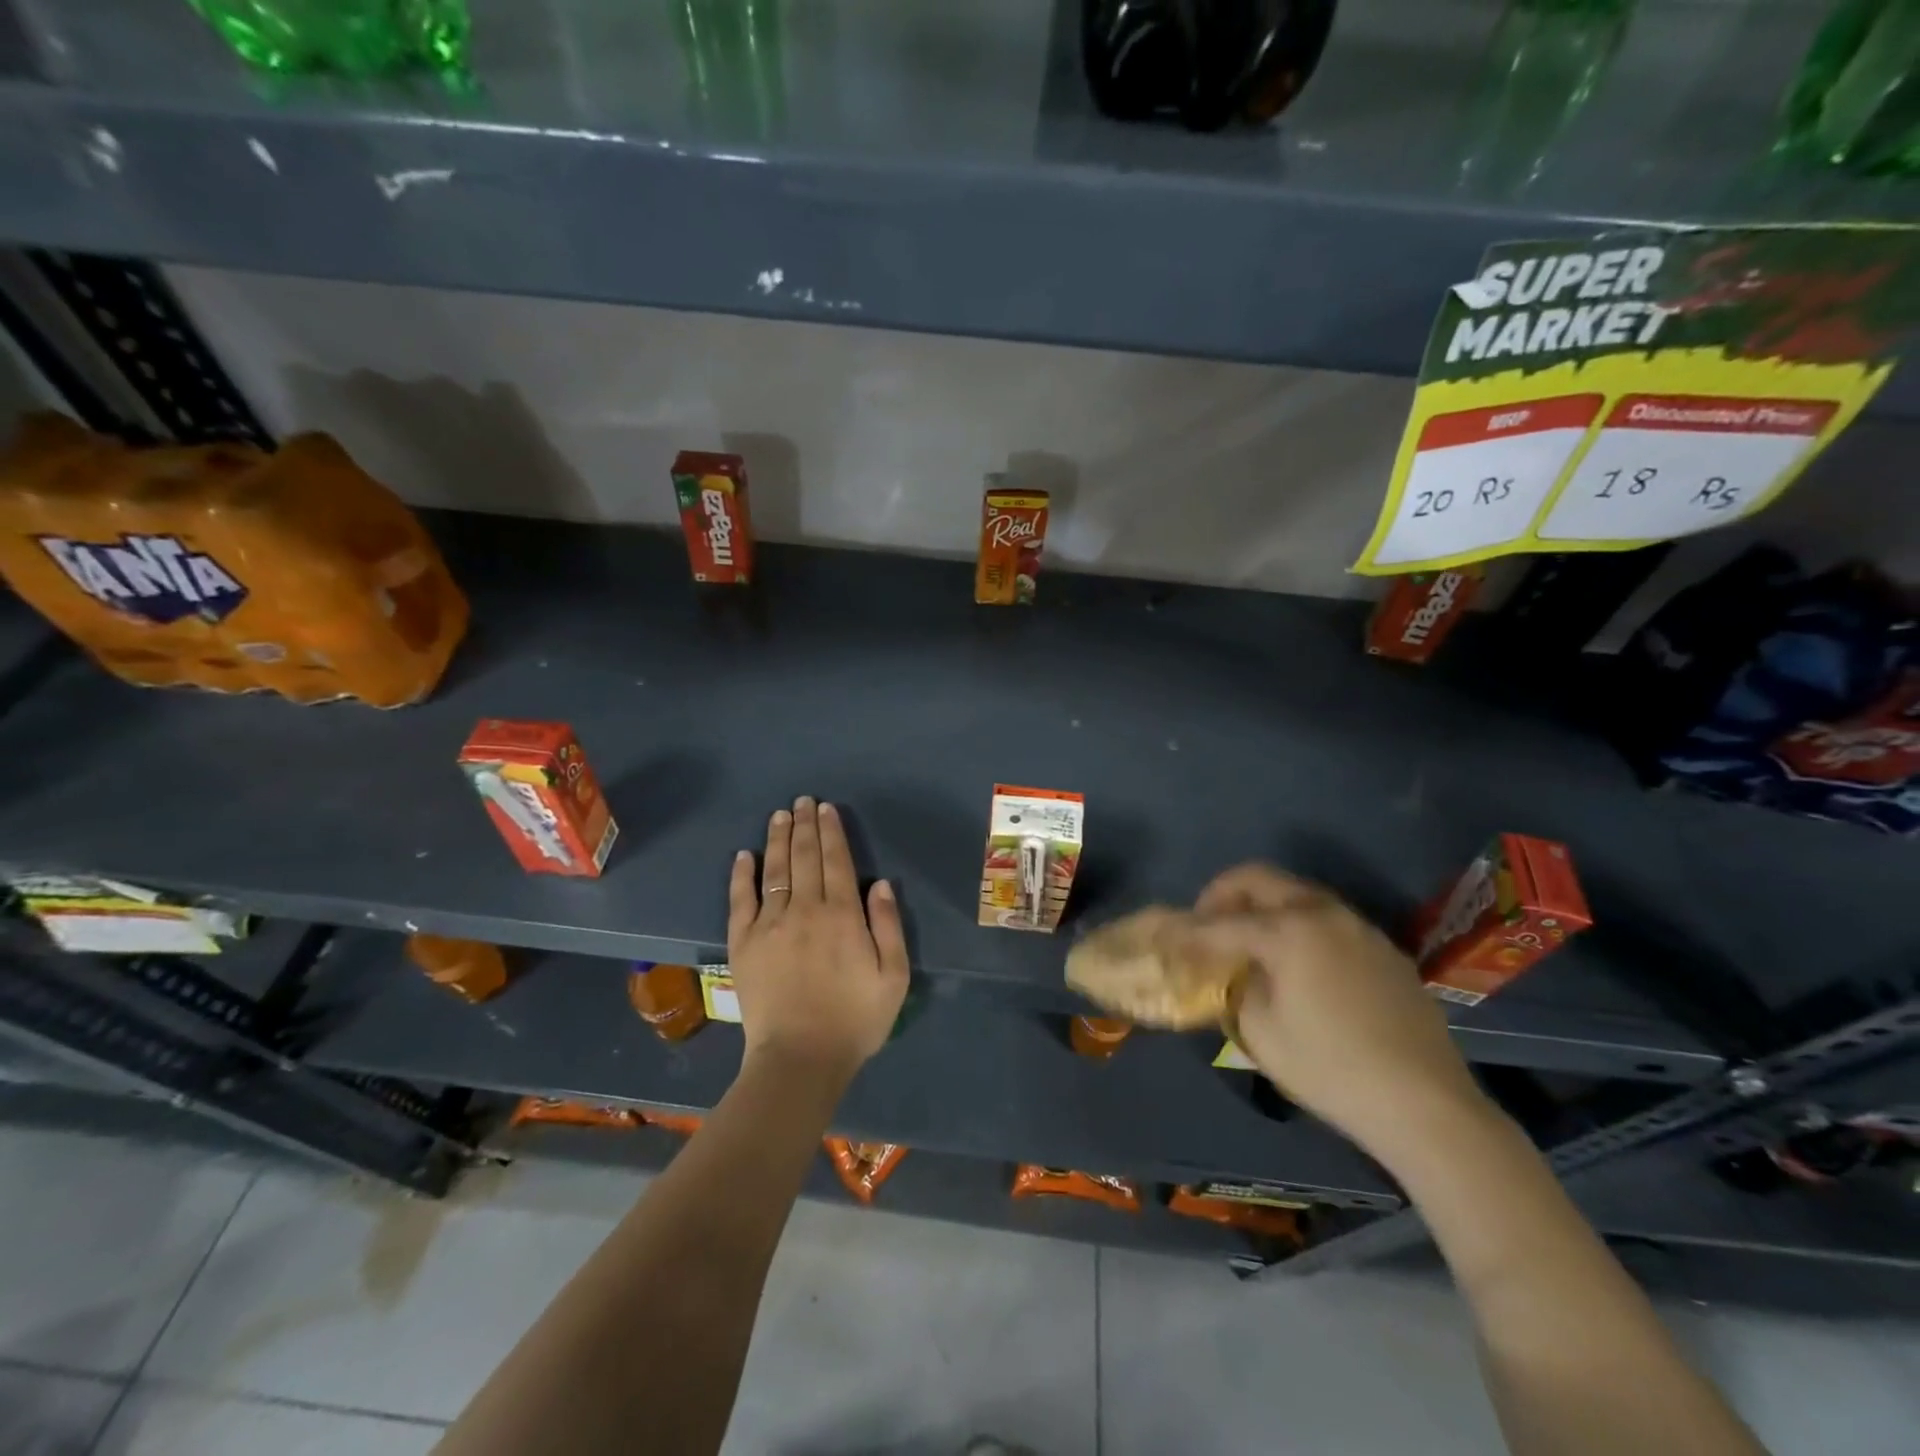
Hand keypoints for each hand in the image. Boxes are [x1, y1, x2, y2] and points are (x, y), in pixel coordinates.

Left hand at [728, 797, 909, 1086]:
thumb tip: (879, 883)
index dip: (832, 832)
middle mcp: (805, 910)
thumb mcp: (893, 976)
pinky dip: (741, 875)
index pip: (836, 861)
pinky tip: (743, 855)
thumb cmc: (854, 1019)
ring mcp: (770, 925)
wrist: (800, 1059)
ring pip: (774, 870)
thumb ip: (888, 926)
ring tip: (780, 814)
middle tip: (803, 801)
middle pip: (804, 857)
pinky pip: (740, 900)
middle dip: (805, 825)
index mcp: (842, 915)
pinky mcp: (743, 943)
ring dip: (777, 839)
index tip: (827, 809)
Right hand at [1186, 863, 1491, 1164]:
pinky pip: (1326, 919)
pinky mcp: (1383, 948)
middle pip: (1258, 878)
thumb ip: (1234, 988)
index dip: (1185, 930)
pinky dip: (1297, 924)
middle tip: (1205, 925)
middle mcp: (1322, 913)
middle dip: (1222, 895)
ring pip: (1295, 893)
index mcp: (1288, 929)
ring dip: (1262, 906)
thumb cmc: (1331, 1068)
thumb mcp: (1260, 1032)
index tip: (1162, 936)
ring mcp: (1359, 926)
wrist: (1426, 1104)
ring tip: (1247, 942)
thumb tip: (1228, 971)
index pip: (1219, 922)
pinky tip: (1296, 964)